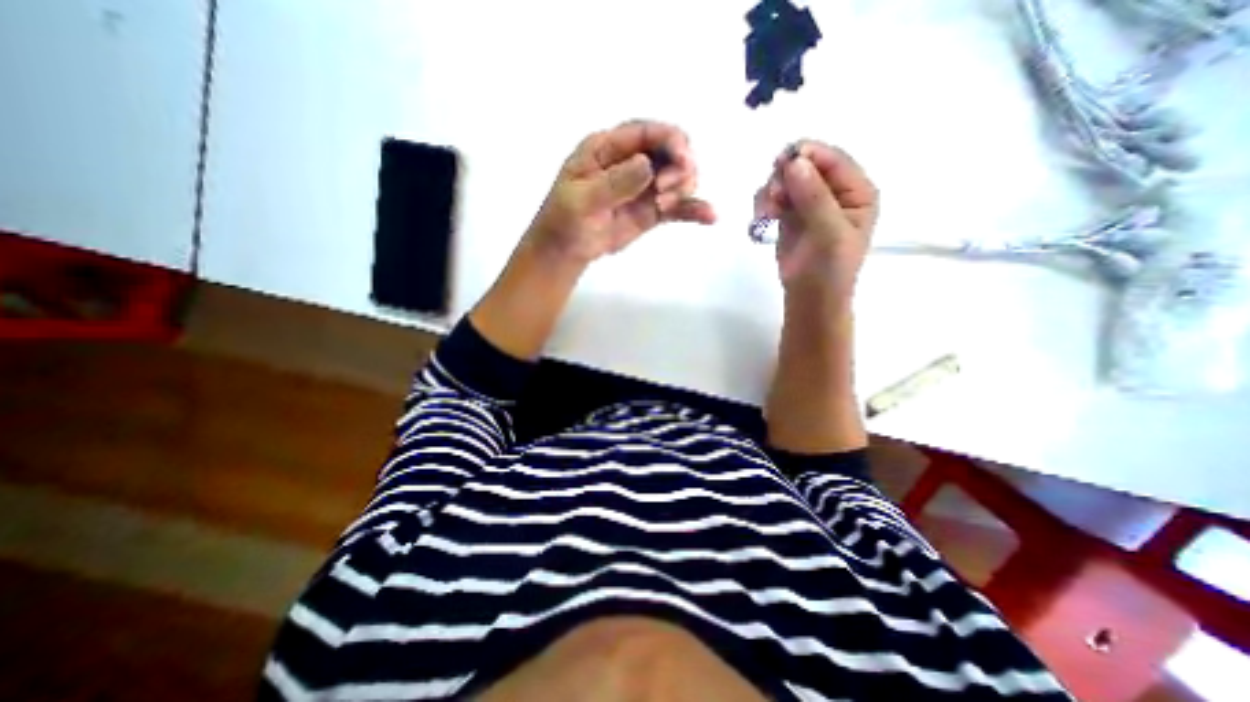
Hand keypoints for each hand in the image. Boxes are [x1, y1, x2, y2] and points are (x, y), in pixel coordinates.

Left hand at [523, 117, 716, 261]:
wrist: (567, 248)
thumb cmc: (565, 219)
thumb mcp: (581, 199)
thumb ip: (613, 183)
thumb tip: (647, 165)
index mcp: (609, 148)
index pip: (646, 132)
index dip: (669, 139)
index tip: (682, 157)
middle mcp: (632, 162)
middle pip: (670, 151)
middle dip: (678, 165)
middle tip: (666, 190)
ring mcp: (645, 187)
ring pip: (679, 177)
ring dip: (683, 188)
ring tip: (665, 205)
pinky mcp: (652, 210)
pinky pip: (678, 206)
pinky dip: (694, 210)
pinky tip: (710, 217)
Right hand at [750, 141, 875, 297]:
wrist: (810, 297)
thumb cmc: (829, 269)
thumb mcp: (830, 233)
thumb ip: (815, 198)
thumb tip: (794, 163)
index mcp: (856, 192)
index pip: (834, 160)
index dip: (809, 155)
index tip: (782, 161)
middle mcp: (834, 192)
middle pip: (806, 166)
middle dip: (785, 176)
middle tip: (773, 197)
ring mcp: (810, 202)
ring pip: (786, 180)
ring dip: (772, 191)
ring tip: (766, 213)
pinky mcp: (789, 215)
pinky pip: (774, 197)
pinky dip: (765, 203)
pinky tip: (763, 217)